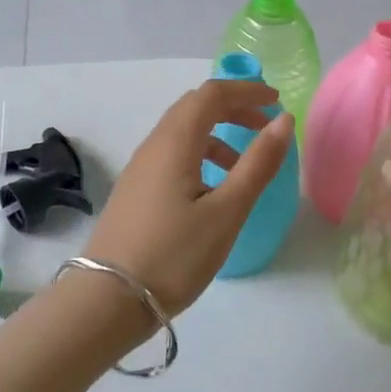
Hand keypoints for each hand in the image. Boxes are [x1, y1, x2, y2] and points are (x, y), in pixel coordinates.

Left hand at [84, 79, 295, 317]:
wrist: (107, 300)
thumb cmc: (174, 255)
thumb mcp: (226, 212)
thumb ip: (257, 164)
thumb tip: (282, 121)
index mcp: (175, 142)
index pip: (212, 94)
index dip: (246, 90)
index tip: (276, 101)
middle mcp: (154, 145)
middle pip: (195, 107)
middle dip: (233, 108)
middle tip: (265, 126)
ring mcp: (140, 168)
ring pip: (182, 132)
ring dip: (217, 134)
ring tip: (244, 166)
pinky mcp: (135, 190)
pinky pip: (172, 154)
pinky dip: (200, 155)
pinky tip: (212, 191)